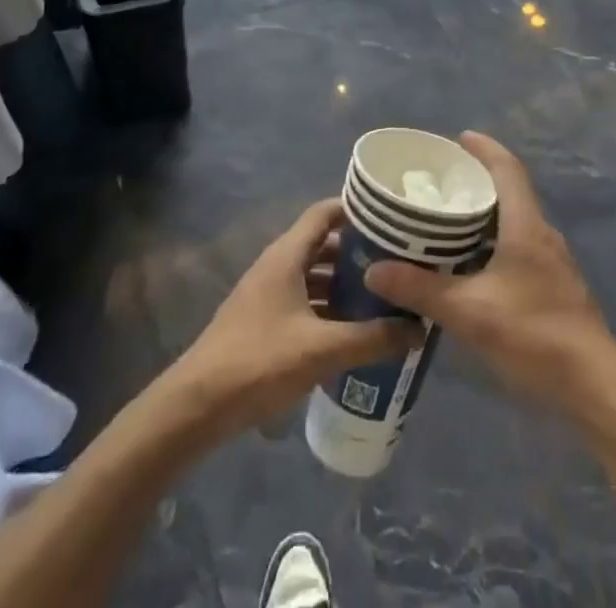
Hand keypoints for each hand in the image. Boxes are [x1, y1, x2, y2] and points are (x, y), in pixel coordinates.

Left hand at [166, 199, 419, 441]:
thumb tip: (418, 328)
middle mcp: (278, 265)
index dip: (357, 209)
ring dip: (345, 284)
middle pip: (323, 244)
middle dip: (359, 252)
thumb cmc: (259, 361)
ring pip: (314, 276)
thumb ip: (372, 338)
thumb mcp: (321, 350)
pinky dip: (329, 309)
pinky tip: (353, 332)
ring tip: (384, 298)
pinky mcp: (264, 322)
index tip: (392, 218)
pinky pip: (305, 302)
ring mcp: (268, 294)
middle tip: (398, 263)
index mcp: (287, 255)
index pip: (326, 212)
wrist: (197, 405)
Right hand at [365, 132, 615, 409]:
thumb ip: (421, 289)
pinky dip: (492, 244)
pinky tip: (469, 268)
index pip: (507, 169)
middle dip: (477, 182)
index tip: (458, 138)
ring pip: (514, 224)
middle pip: (510, 193)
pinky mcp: (554, 289)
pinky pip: (518, 249)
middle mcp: (542, 236)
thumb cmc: (534, 336)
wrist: (595, 389)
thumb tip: (374, 269)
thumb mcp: (470, 312)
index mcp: (526, 226)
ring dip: (484, 216)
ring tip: (445, 222)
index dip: (485, 148)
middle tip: (439, 183)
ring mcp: (552, 264)